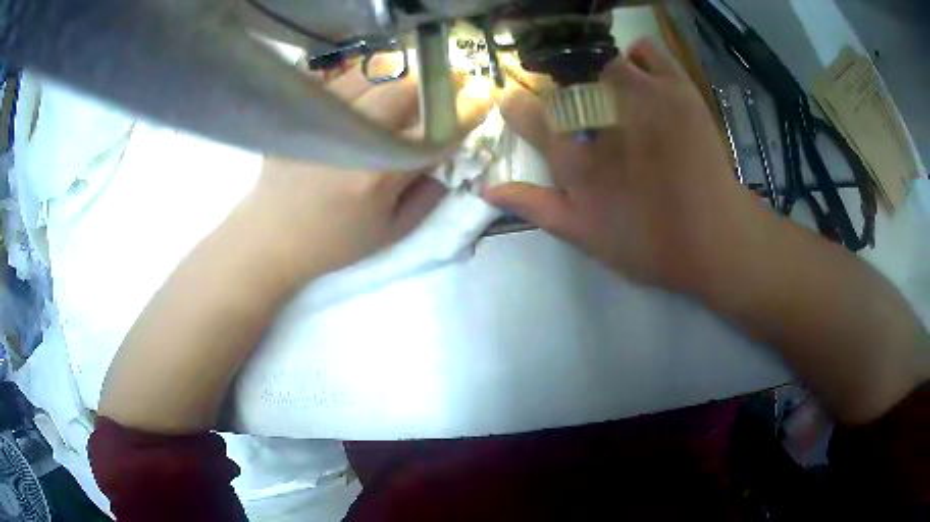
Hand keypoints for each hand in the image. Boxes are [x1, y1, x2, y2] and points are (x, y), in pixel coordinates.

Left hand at [247, 61, 491, 280]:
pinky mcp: (300, 113)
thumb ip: (430, 196)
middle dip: (438, 82)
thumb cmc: (334, 242)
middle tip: (453, 81)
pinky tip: (372, 85)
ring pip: (373, 75)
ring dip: (403, 73)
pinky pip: (339, 77)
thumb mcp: (391, 233)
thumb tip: (453, 157)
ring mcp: (322, 120)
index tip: (482, 101)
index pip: (434, 131)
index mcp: (378, 175)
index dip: (465, 112)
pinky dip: (364, 74)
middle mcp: (352, 139)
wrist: (271, 239)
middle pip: (405, 90)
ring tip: (414, 82)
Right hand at [484, 39, 762, 293]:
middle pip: (564, 83)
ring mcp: (642, 96)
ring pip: (602, 62)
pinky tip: (641, 78)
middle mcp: (603, 116)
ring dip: (601, 77)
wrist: (715, 236)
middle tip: (585, 116)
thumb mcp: (584, 235)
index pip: (528, 114)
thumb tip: (486, 187)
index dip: (516, 106)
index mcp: (576, 157)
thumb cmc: (648, 243)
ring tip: (615, 99)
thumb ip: (535, 206)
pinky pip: (646, 50)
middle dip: (563, 95)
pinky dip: (638, 56)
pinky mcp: (676, 88)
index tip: (515, 104)